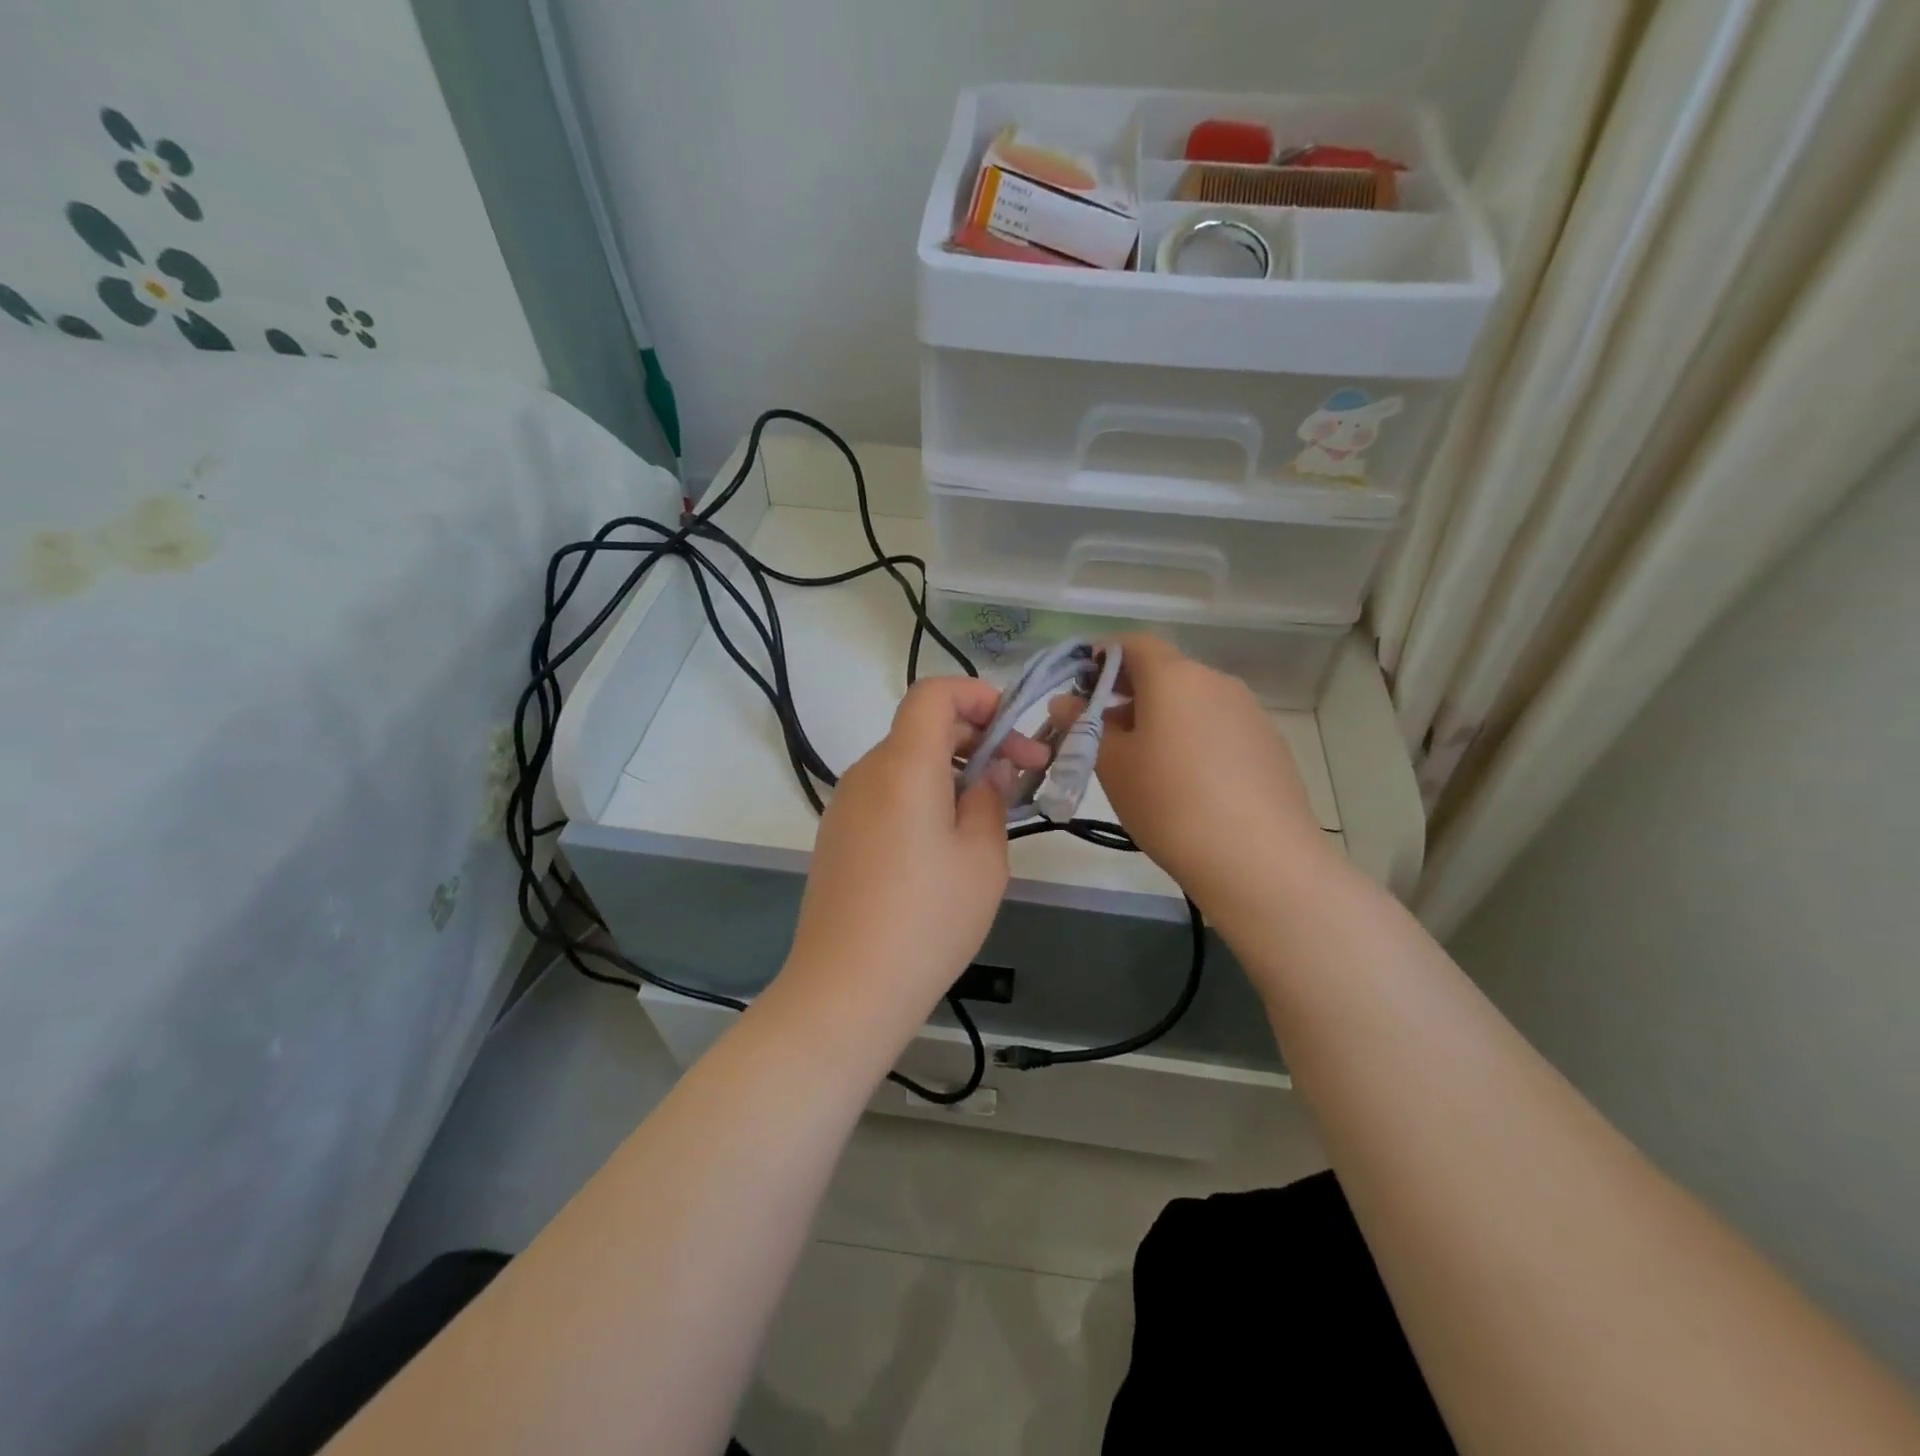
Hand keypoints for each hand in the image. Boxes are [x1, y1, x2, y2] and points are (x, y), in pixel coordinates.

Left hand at [781, 677, 1047, 1032]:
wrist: (846, 989)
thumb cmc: (927, 920)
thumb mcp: (982, 858)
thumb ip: (990, 798)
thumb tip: (990, 769)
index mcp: (903, 766)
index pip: (933, 694)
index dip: (977, 695)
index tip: (1012, 730)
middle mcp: (866, 773)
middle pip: (921, 728)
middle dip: (975, 738)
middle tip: (1020, 775)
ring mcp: (844, 805)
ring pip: (904, 763)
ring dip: (949, 770)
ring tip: (985, 815)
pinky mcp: (836, 835)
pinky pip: (885, 794)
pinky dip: (920, 796)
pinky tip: (942, 844)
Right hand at [1087, 635, 1332, 921]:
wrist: (1259, 859)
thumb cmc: (1169, 802)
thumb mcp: (1112, 765)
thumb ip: (1084, 726)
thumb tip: (1065, 702)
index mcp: (1175, 676)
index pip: (1134, 643)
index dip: (1103, 656)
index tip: (1081, 685)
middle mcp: (1216, 682)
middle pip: (1165, 672)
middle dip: (1129, 693)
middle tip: (1102, 731)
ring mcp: (1250, 713)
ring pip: (1193, 701)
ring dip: (1162, 718)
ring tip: (1142, 762)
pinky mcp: (1270, 745)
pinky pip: (1220, 727)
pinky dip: (1194, 738)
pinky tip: (1187, 782)